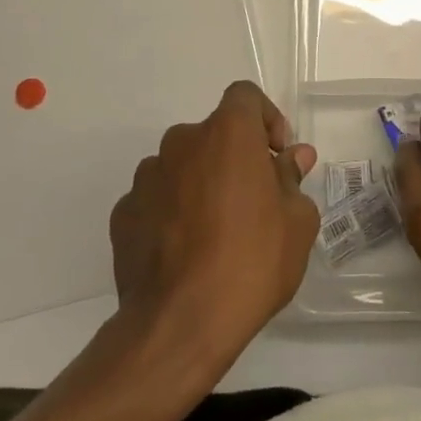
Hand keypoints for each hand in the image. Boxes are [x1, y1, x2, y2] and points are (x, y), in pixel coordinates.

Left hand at [109, 81, 318, 378]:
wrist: (180, 325)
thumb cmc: (252, 261)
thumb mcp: (297, 221)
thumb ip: (292, 179)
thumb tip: (292, 158)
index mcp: (227, 133)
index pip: (245, 96)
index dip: (265, 119)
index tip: (277, 156)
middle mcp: (182, 142)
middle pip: (214, 134)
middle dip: (235, 158)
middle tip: (254, 201)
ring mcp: (146, 178)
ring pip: (183, 166)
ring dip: (201, 184)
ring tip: (216, 232)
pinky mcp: (123, 214)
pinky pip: (156, 199)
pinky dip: (172, 212)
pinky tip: (185, 252)